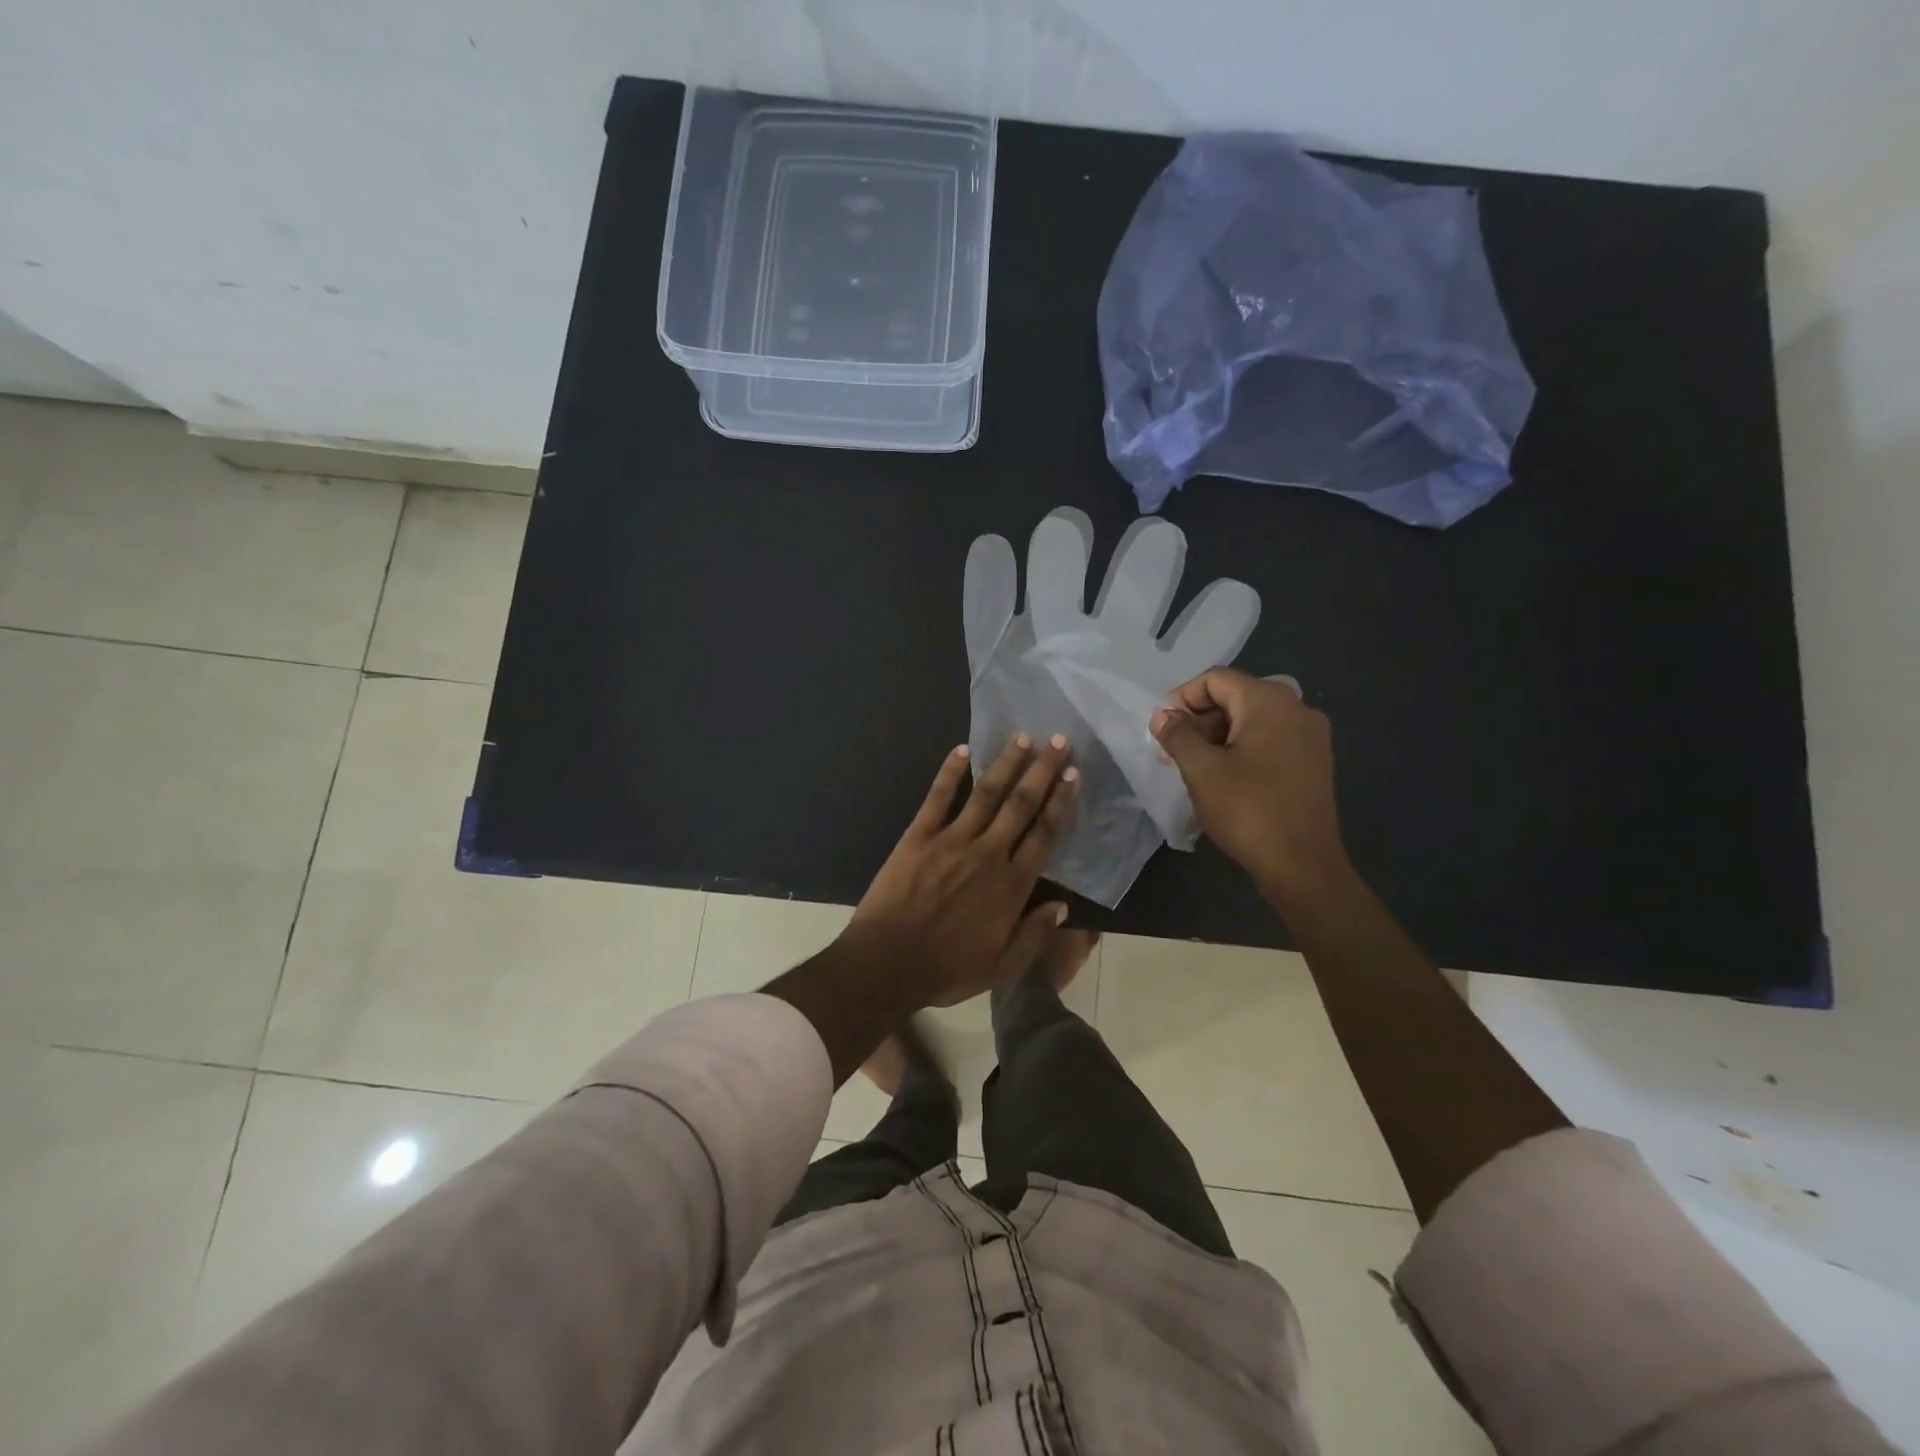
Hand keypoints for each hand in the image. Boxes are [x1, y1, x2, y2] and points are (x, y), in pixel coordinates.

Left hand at [844, 734, 1079, 1007]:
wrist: (886, 964)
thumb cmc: (946, 969)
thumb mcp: (1000, 967)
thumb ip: (1034, 935)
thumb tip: (1063, 907)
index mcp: (1011, 885)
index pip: (1045, 833)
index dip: (1061, 802)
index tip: (1073, 775)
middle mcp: (987, 853)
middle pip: (1022, 804)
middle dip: (1043, 770)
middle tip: (1059, 741)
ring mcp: (951, 840)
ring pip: (986, 793)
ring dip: (1006, 763)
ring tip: (1023, 737)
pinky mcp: (918, 836)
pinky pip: (938, 798)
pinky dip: (950, 772)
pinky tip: (962, 750)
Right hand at [1150, 669, 1348, 896]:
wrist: (1303, 866)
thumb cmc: (1248, 810)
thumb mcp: (1201, 770)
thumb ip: (1177, 735)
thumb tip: (1162, 716)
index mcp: (1269, 701)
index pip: (1216, 679)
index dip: (1182, 698)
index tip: (1161, 728)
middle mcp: (1296, 708)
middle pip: (1235, 697)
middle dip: (1198, 720)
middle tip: (1171, 752)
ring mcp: (1310, 736)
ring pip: (1252, 720)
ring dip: (1217, 737)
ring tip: (1192, 768)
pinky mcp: (1314, 762)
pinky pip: (1270, 740)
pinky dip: (1241, 749)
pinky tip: (1223, 778)